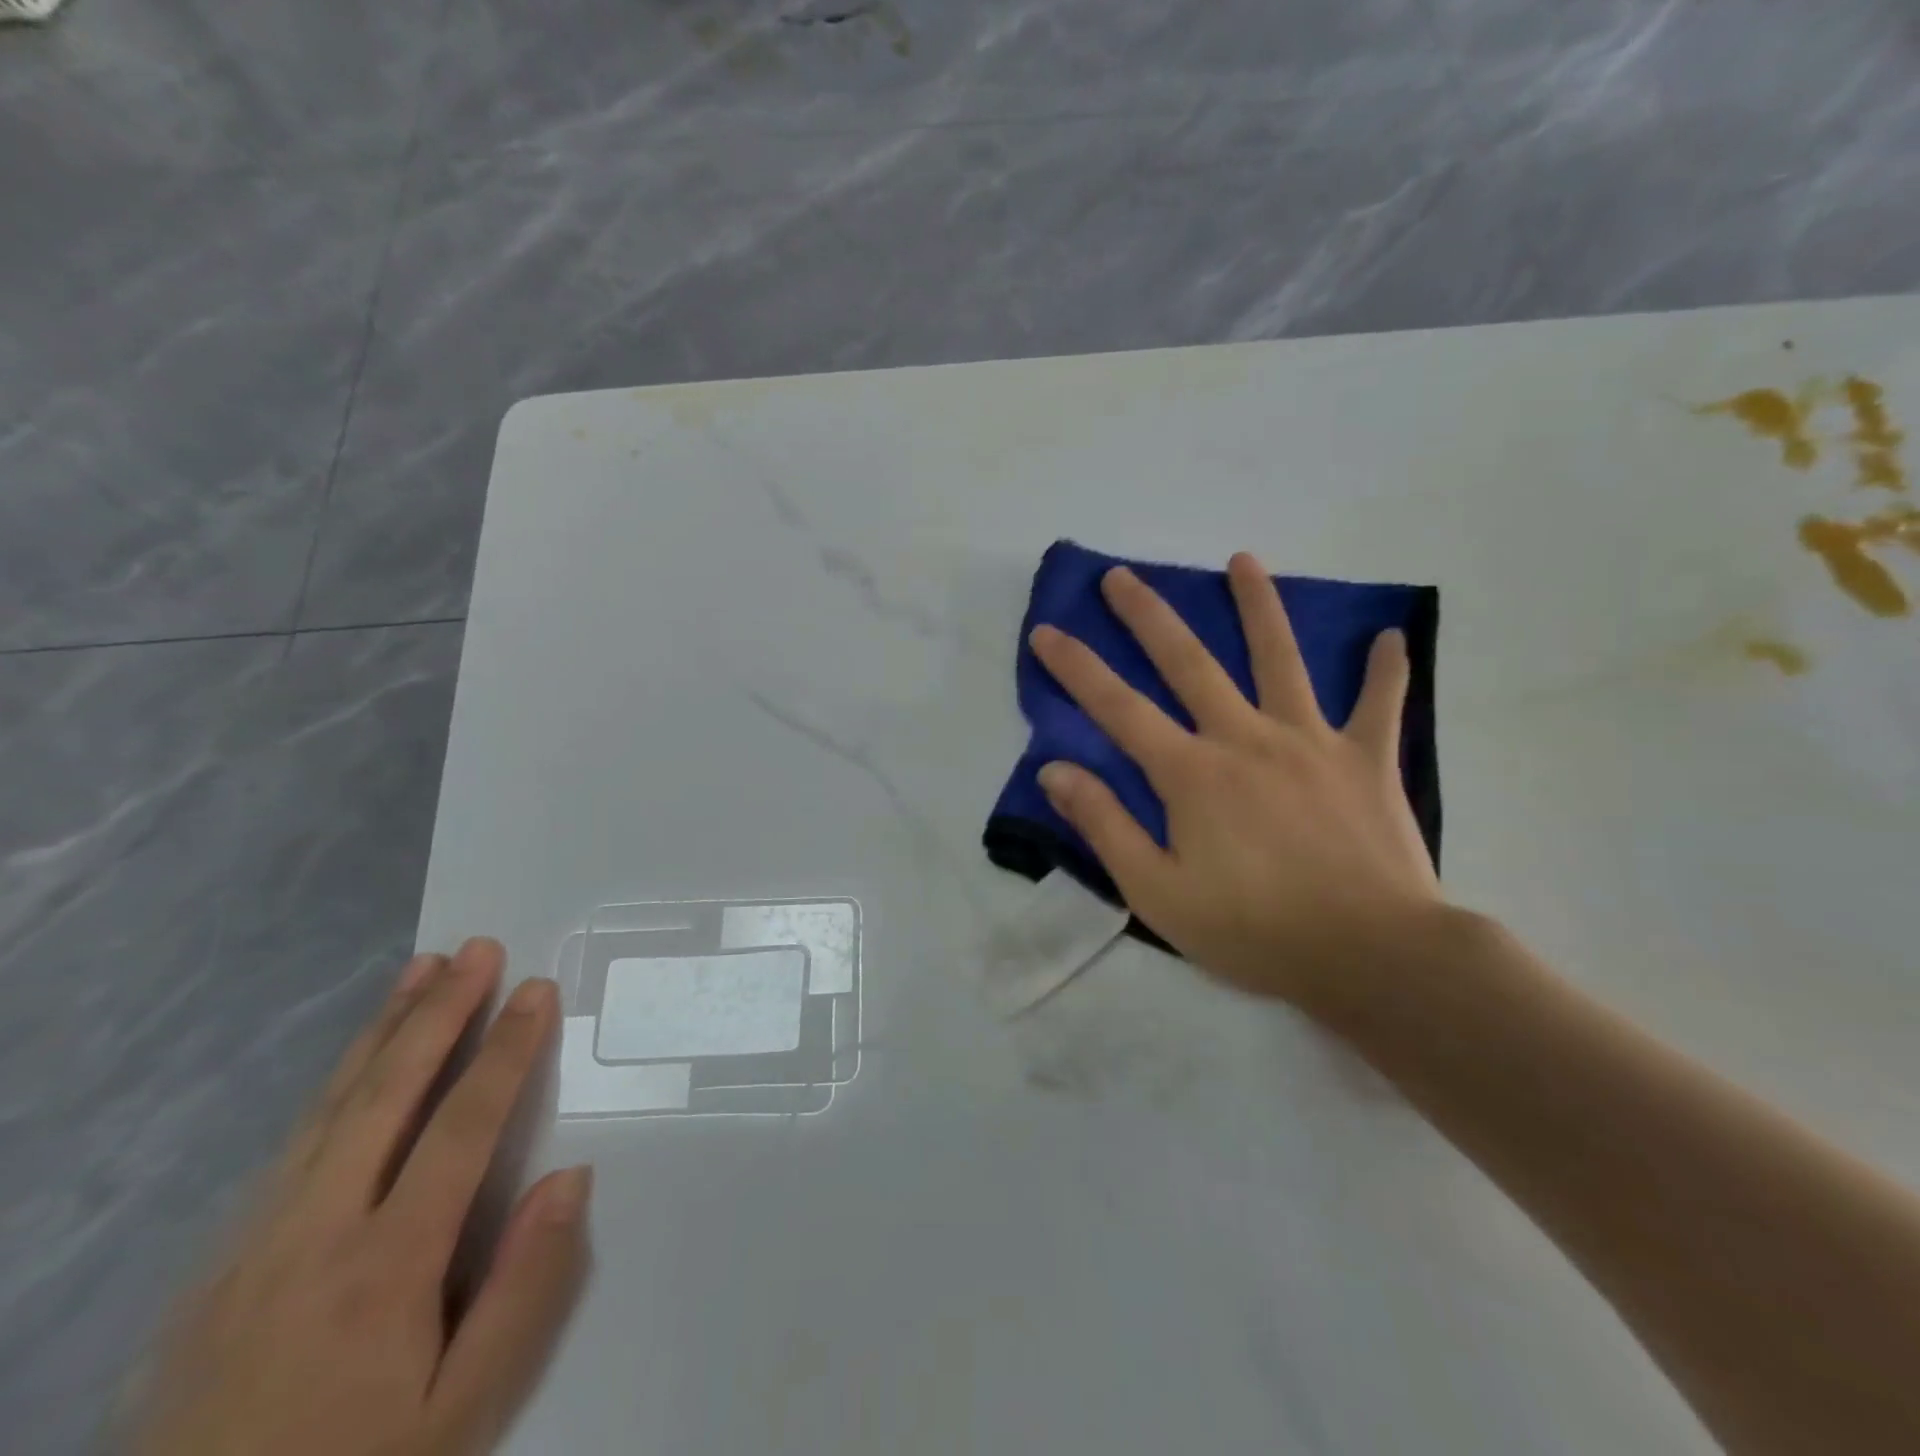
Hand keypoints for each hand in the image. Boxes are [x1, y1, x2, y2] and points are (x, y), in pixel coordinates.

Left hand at [133, 940, 588, 1455]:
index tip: (537, 990)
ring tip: (420, 970)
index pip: (462, 1125)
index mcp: (384, 1265)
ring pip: (330, 1106)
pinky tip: (356, 1062)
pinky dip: (334, 1082)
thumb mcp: (462, 1413)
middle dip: (439, 1012)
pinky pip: (291, 1143)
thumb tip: (571, 1177)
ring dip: (382, 1029)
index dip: (506, 1049)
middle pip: (388, 1093)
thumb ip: (523, 1291)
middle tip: (478, 949)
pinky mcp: (220, 1261)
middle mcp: (314, 1232)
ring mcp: (255, 1242)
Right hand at [1030, 555, 1443, 1014]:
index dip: (1077, 668)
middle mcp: (1245, 738)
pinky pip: (1379, 705)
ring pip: (1280, 659)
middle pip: (1188, 662)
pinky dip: (1385, 670)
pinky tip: (1390, 636)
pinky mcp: (1366, 760)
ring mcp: (1310, 741)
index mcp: (1191, 773)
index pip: (1118, 708)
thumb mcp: (1158, 893)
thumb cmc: (1255, 932)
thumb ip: (1105, 826)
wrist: (1372, 956)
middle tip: (1121, 575)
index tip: (1047, 630)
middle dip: (1148, 616)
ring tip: (1243, 561)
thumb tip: (1055, 770)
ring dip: (1259, 606)